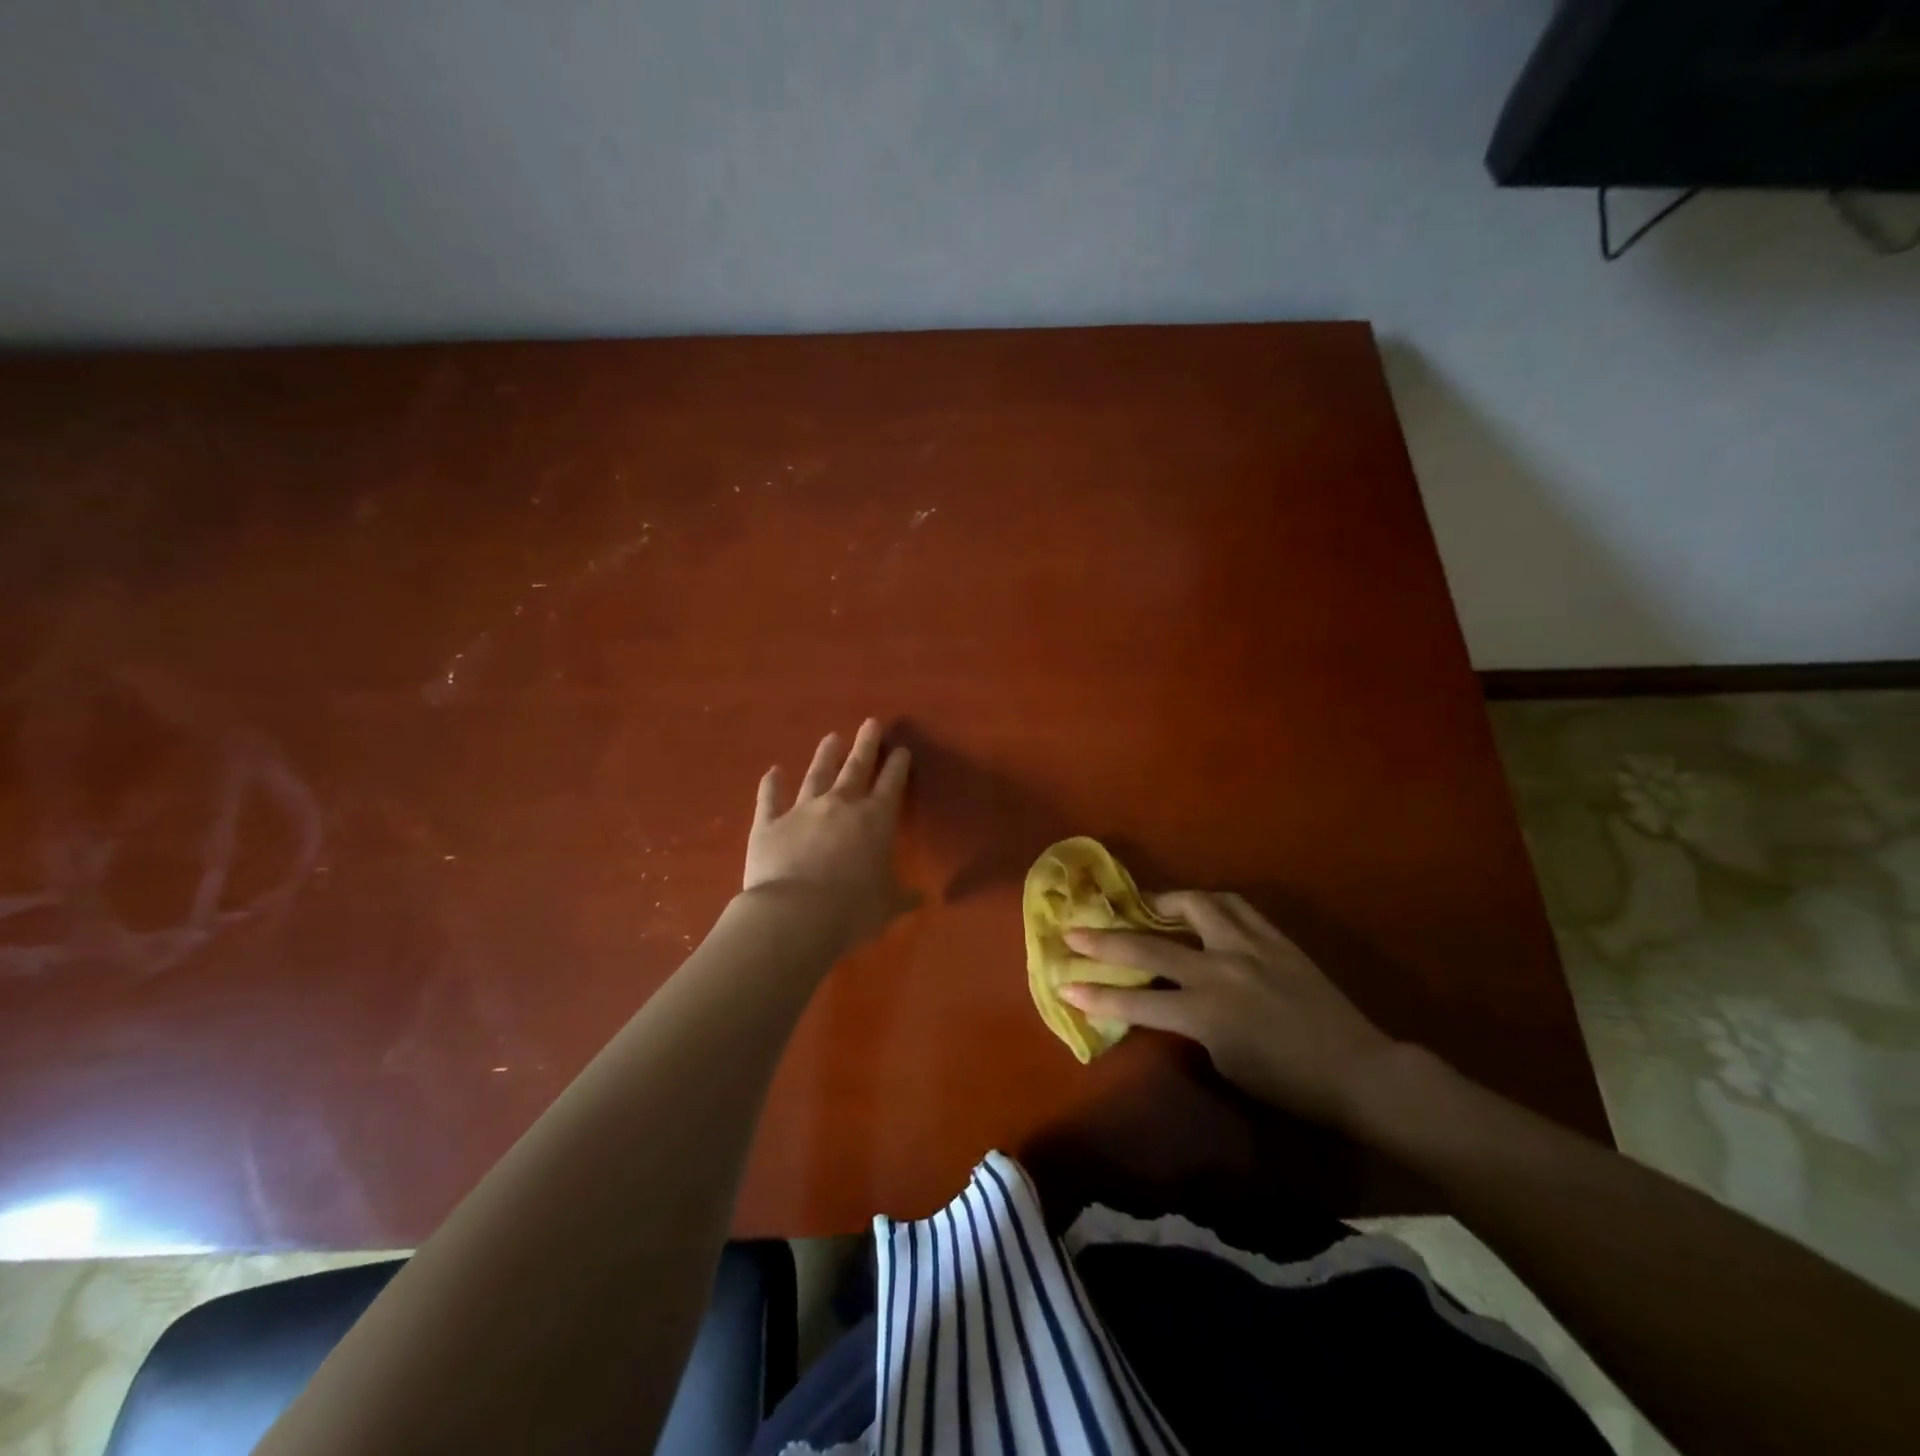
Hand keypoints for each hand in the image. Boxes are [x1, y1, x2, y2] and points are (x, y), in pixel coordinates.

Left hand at [743, 719, 914, 945]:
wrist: (794, 915)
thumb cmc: (851, 910)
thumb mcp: (887, 906)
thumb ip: (902, 897)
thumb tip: (921, 898)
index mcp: (875, 821)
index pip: (891, 785)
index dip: (897, 766)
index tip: (901, 749)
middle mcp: (840, 806)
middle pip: (855, 768)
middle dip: (865, 745)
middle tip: (870, 723)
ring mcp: (802, 810)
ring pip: (816, 775)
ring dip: (825, 756)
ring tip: (832, 738)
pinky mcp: (769, 824)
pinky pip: (770, 799)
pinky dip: (771, 784)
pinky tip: (773, 771)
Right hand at [1060, 891, 1394, 1127]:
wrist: (1357, 1069)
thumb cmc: (1289, 1083)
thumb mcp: (1225, 1061)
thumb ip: (1191, 1024)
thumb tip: (1170, 1000)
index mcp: (1206, 1011)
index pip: (1136, 1001)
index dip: (1096, 996)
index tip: (1063, 986)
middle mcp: (1219, 969)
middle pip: (1149, 946)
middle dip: (1104, 941)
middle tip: (1074, 931)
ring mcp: (1247, 945)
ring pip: (1194, 905)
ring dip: (1162, 904)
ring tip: (1145, 906)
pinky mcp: (1272, 936)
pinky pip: (1232, 906)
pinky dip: (1207, 904)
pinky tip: (1199, 909)